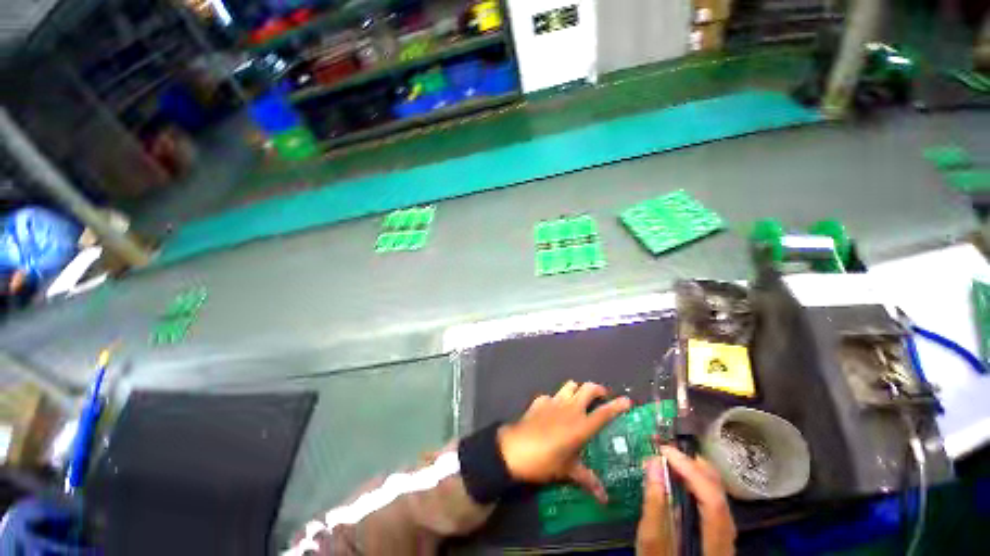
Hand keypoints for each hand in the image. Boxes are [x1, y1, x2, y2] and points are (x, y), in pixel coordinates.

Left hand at [497, 381, 630, 501]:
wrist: (515, 449)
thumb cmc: (545, 461)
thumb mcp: (568, 471)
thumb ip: (588, 481)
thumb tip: (605, 499)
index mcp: (581, 425)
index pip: (604, 412)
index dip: (618, 405)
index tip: (627, 401)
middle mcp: (570, 408)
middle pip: (588, 388)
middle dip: (598, 390)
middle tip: (602, 398)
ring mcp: (554, 401)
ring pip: (570, 385)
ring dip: (577, 389)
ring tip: (579, 399)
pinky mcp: (540, 400)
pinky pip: (552, 395)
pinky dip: (556, 399)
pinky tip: (553, 409)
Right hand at [636, 446, 735, 555]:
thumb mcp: (651, 542)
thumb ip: (654, 505)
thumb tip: (653, 463)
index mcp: (715, 544)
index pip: (712, 500)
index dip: (690, 470)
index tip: (665, 450)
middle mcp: (727, 536)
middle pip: (719, 493)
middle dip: (693, 465)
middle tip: (666, 449)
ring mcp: (725, 532)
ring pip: (717, 493)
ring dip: (693, 470)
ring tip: (669, 458)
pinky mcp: (716, 529)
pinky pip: (711, 498)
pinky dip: (695, 481)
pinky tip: (678, 476)